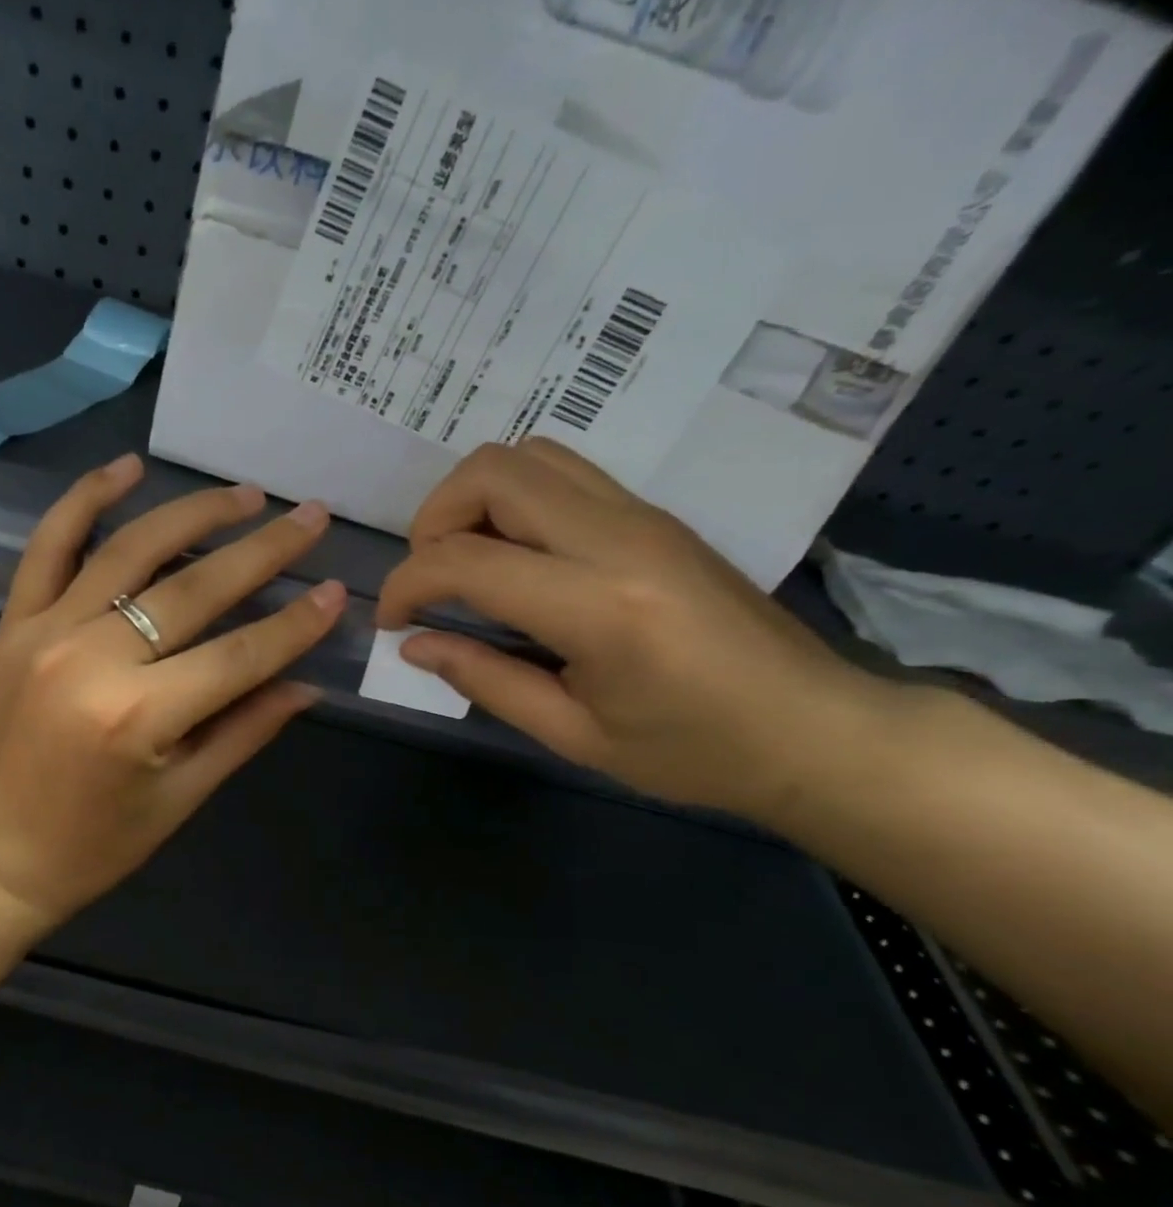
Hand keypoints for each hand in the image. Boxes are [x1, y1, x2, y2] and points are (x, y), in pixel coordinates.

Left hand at [0, 454, 344, 930]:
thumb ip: (247, 729)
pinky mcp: (14, 622)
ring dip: (194, 514)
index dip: (296, 623)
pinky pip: (49, 545)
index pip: (239, 654)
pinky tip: (128, 467)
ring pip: (131, 551)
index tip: (337, 590)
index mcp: (140, 717)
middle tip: (309, 518)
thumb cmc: (98, 843)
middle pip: (194, 590)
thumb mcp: (183, 796)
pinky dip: (86, 500)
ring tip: (247, 495)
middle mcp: (92, 660)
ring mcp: (46, 631)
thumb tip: (309, 681)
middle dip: (262, 551)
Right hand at [377, 440, 891, 817]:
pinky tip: (511, 554)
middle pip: (492, 472)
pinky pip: (560, 472)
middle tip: (427, 579)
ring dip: (472, 498)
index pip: (467, 560)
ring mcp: (641, 515)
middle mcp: (619, 538)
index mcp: (600, 607)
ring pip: (526, 455)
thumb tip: (414, 645)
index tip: (392, 622)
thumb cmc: (695, 751)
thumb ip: (485, 680)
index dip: (407, 584)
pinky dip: (511, 498)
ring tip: (464, 560)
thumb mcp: (575, 735)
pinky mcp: (652, 514)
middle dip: (432, 519)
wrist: (814, 728)